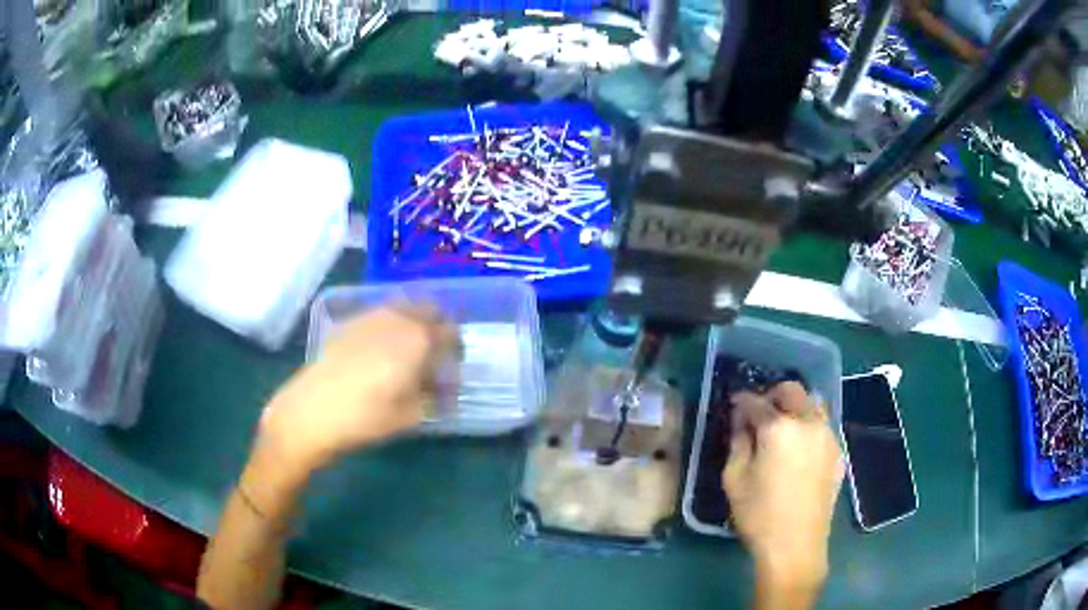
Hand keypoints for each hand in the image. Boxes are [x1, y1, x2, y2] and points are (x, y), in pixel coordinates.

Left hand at [259, 305, 458, 472]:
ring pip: (403, 308)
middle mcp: (397, 318)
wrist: (312, 410)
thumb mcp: (411, 414)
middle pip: (429, 310)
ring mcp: (370, 316)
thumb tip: (438, 387)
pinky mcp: (349, 323)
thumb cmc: (367, 416)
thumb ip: (432, 395)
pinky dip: (389, 327)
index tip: (450, 373)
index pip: (451, 332)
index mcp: (419, 338)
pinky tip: (379, 353)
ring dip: (413, 325)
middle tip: (432, 357)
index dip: (455, 351)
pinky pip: (380, 316)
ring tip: (406, 354)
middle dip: (436, 329)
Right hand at [723, 382, 843, 593]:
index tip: (733, 404)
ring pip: (812, 404)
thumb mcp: (735, 479)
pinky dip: (808, 426)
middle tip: (758, 412)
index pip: (757, 402)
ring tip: (781, 428)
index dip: (741, 401)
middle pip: (792, 391)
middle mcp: (809, 423)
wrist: (795, 546)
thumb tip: (741, 422)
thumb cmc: (759, 515)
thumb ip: (738, 443)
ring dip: (794, 407)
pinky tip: (798, 449)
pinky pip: (823, 426)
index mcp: (779, 428)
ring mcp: (828, 436)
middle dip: (772, 395)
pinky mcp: (837, 452)